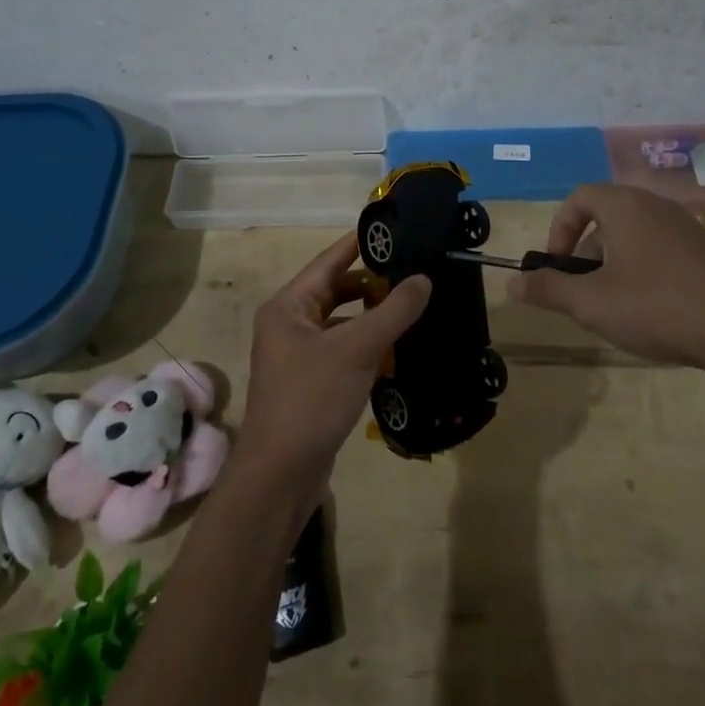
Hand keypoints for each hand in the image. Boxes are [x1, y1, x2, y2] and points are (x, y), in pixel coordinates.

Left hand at [236, 232, 431, 489]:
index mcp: (288, 306)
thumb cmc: (311, 399)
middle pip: (336, 291)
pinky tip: (398, 348)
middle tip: (414, 272)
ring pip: (342, 323)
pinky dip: (367, 346)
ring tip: (413, 307)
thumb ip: (393, 311)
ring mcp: (298, 356)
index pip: (329, 261)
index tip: (392, 229)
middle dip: (373, 283)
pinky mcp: (311, 384)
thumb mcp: (356, 349)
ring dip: (373, 317)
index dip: (359, 243)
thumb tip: (424, 279)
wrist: (280, 476)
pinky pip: (343, 351)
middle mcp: (289, 325)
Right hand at [510, 184, 704, 390]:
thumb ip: (548, 289)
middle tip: (586, 294)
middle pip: (608, 219)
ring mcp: (690, 230)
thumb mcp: (592, 303)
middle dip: (588, 254)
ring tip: (620, 310)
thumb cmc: (657, 305)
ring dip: (618, 267)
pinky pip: (667, 255)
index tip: (557, 265)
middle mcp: (658, 208)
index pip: (580, 197)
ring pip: (638, 239)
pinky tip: (659, 316)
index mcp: (625, 207)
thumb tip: (512, 283)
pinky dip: (650, 276)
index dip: (559, 228)